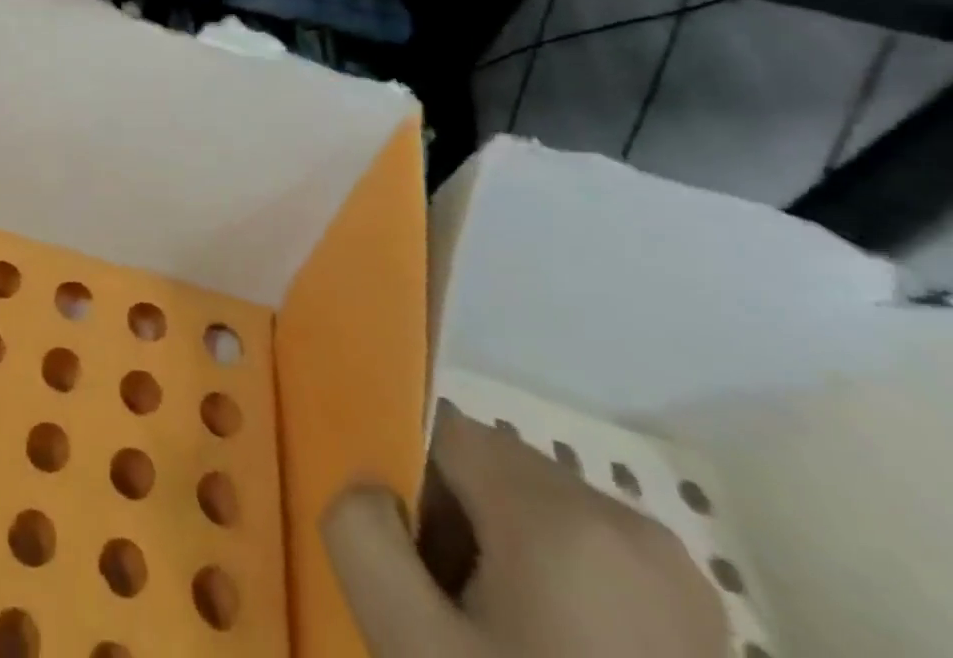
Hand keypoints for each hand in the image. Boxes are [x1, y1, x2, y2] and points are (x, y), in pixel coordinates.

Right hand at [324, 404, 727, 657]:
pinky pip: (589, 560)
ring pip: (539, 514)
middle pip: (494, 469)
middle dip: (454, 523)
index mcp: (565, 516)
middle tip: (446, 617)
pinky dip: (551, 588)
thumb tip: (367, 488)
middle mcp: (631, 524)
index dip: (407, 485)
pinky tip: (546, 656)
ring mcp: (680, 581)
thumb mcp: (414, 650)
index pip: (445, 432)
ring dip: (499, 557)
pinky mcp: (703, 630)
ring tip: (494, 644)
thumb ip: (362, 536)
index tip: (410, 568)